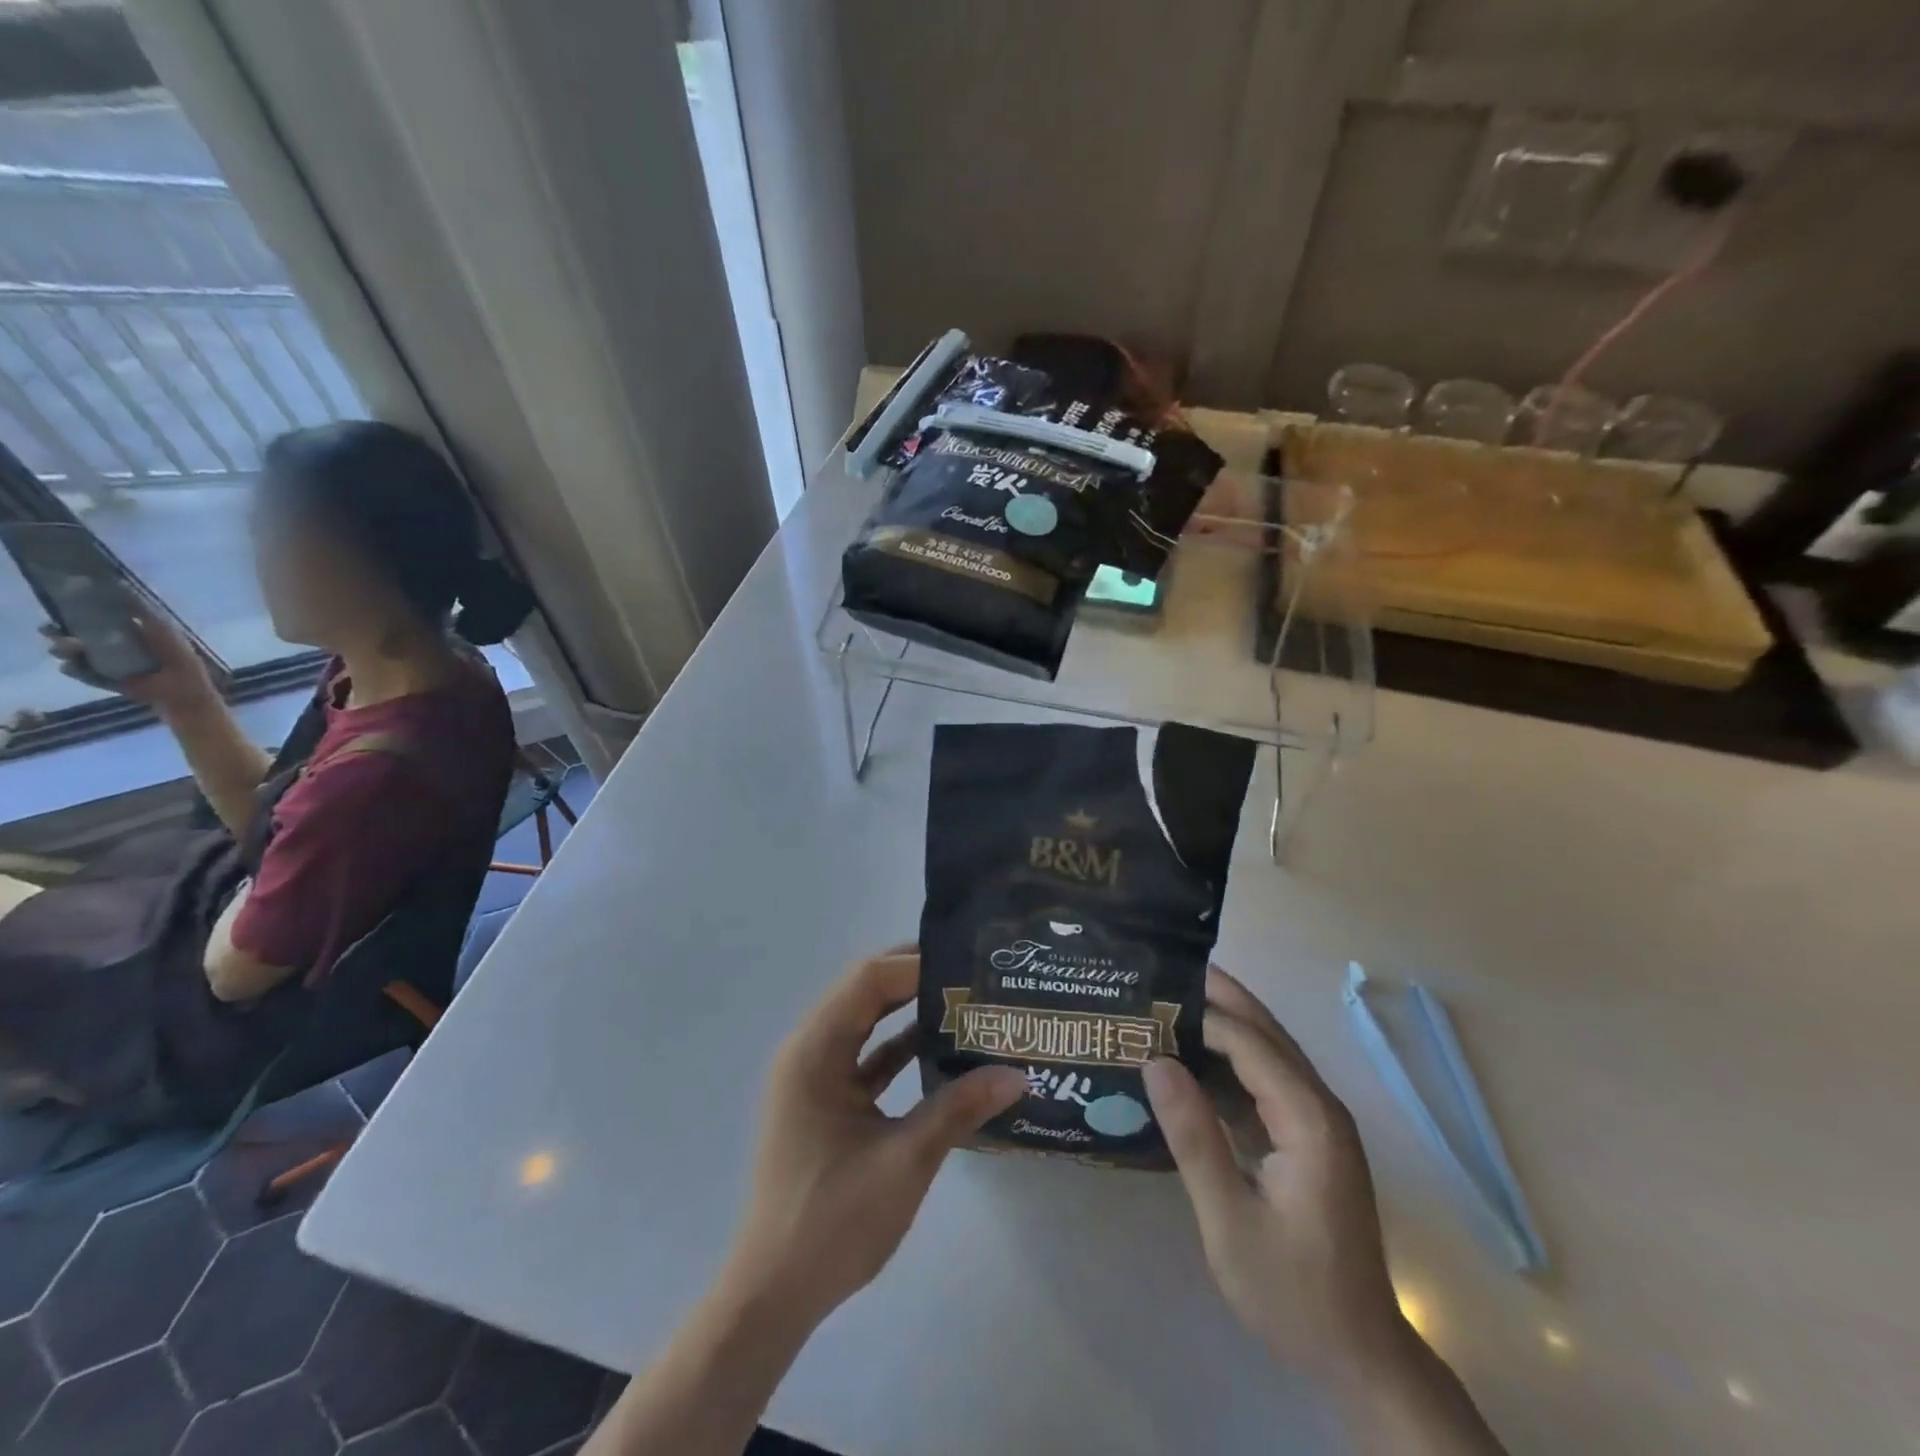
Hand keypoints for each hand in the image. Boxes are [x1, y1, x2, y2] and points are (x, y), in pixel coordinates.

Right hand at [41, 603, 213, 714]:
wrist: (183, 687)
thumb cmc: (177, 654)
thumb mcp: (162, 628)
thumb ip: (142, 610)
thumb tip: (122, 585)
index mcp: (123, 631)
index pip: (90, 618)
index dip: (73, 612)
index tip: (62, 605)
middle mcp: (109, 645)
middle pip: (72, 634)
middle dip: (57, 631)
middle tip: (52, 629)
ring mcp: (104, 663)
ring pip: (71, 653)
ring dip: (64, 649)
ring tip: (68, 648)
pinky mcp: (103, 679)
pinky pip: (80, 673)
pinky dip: (74, 669)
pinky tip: (72, 665)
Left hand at [720, 948, 1024, 1332]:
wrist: (774, 1293)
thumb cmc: (832, 1221)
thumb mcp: (904, 1160)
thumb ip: (958, 1108)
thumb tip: (1016, 1074)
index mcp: (814, 1051)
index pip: (868, 980)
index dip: (917, 965)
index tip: (968, 966)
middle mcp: (809, 1050)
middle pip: (865, 992)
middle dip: (917, 979)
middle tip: (973, 975)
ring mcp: (815, 1076)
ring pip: (866, 1022)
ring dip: (911, 1011)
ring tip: (967, 1002)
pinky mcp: (825, 1101)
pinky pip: (867, 1056)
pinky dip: (901, 1048)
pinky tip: (943, 1048)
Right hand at [1143, 968, 1402, 1377]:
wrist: (1359, 1356)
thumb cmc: (1292, 1292)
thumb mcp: (1230, 1221)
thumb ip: (1194, 1137)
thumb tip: (1155, 1062)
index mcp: (1310, 1120)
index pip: (1250, 1044)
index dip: (1201, 1015)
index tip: (1149, 997)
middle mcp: (1320, 1107)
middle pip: (1266, 1033)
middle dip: (1219, 997)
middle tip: (1163, 968)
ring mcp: (1317, 1122)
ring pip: (1267, 1053)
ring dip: (1223, 1023)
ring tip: (1169, 999)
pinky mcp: (1308, 1139)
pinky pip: (1265, 1082)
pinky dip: (1229, 1061)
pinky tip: (1192, 1057)